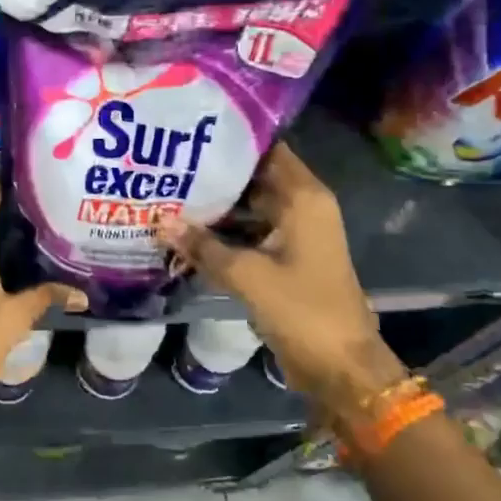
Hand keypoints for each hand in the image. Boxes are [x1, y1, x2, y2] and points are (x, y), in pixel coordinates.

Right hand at [156, 145, 404, 419]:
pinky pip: (247, 235)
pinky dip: (221, 234)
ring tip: (166, 194)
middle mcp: (301, 208)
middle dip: (213, 174)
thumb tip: (159, 221)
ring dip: (213, 207)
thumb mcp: (248, 276)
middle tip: (167, 165)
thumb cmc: (303, 311)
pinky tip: (183, 233)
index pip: (267, 150)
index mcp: (304, 199)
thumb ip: (203, 246)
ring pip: (247, 208)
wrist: (341, 368)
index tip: (190, 132)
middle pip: (253, 178)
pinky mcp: (283, 259)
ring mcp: (292, 235)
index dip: (232, 139)